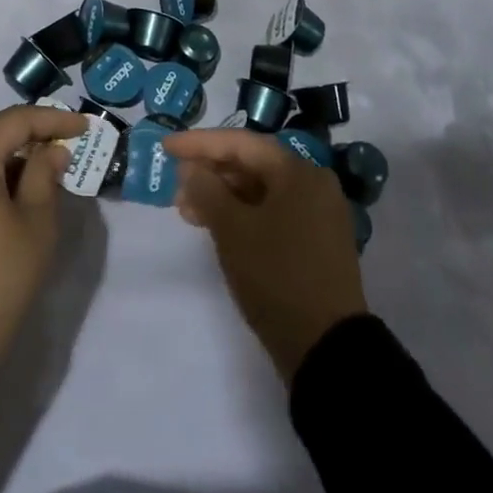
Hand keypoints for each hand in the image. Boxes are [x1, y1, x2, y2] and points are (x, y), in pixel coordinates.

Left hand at [0, 105, 89, 382]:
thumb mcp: (35, 225)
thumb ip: (45, 175)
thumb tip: (51, 151)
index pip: (15, 122)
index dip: (53, 120)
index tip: (84, 126)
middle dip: (29, 142)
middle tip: (66, 151)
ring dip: (7, 163)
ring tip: (43, 178)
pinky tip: (10, 198)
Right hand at [163, 129, 368, 382]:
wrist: (326, 349)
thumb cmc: (276, 276)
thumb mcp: (232, 229)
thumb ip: (206, 189)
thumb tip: (191, 168)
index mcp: (298, 173)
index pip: (240, 144)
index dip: (199, 143)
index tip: (166, 147)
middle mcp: (313, 185)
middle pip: (252, 164)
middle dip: (210, 172)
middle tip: (175, 185)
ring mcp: (318, 216)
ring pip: (260, 191)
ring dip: (222, 196)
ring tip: (187, 210)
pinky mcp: (315, 243)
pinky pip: (272, 213)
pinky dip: (242, 214)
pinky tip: (216, 226)